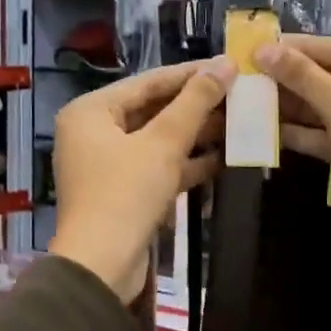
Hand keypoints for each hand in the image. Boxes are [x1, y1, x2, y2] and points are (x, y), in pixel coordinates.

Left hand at [49, 58, 236, 302]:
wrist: (102, 266)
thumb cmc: (125, 194)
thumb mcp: (163, 143)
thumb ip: (195, 102)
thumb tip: (225, 64)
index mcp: (91, 111)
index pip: (149, 81)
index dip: (191, 73)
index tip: (230, 65)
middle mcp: (94, 132)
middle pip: (153, 109)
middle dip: (197, 105)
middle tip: (239, 94)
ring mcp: (108, 165)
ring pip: (159, 140)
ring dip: (197, 134)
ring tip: (239, 122)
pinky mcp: (124, 192)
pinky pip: (158, 167)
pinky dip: (187, 163)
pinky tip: (224, 157)